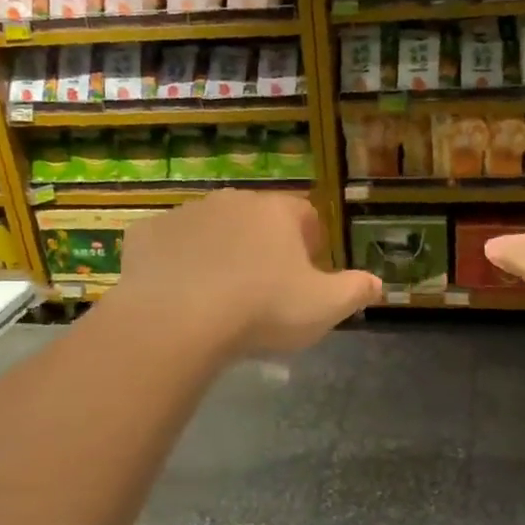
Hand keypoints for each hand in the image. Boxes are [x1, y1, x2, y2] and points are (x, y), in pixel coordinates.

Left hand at [118, 190, 380, 353]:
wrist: (178, 322)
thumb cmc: (262, 310)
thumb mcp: (325, 307)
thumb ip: (356, 291)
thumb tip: (378, 283)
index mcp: (276, 212)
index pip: (304, 214)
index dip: (310, 240)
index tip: (308, 271)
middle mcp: (231, 202)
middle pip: (256, 218)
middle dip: (264, 245)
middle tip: (265, 287)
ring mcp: (184, 214)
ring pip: (211, 229)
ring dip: (220, 251)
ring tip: (221, 294)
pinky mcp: (145, 235)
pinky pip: (169, 245)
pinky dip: (176, 262)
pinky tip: (179, 294)